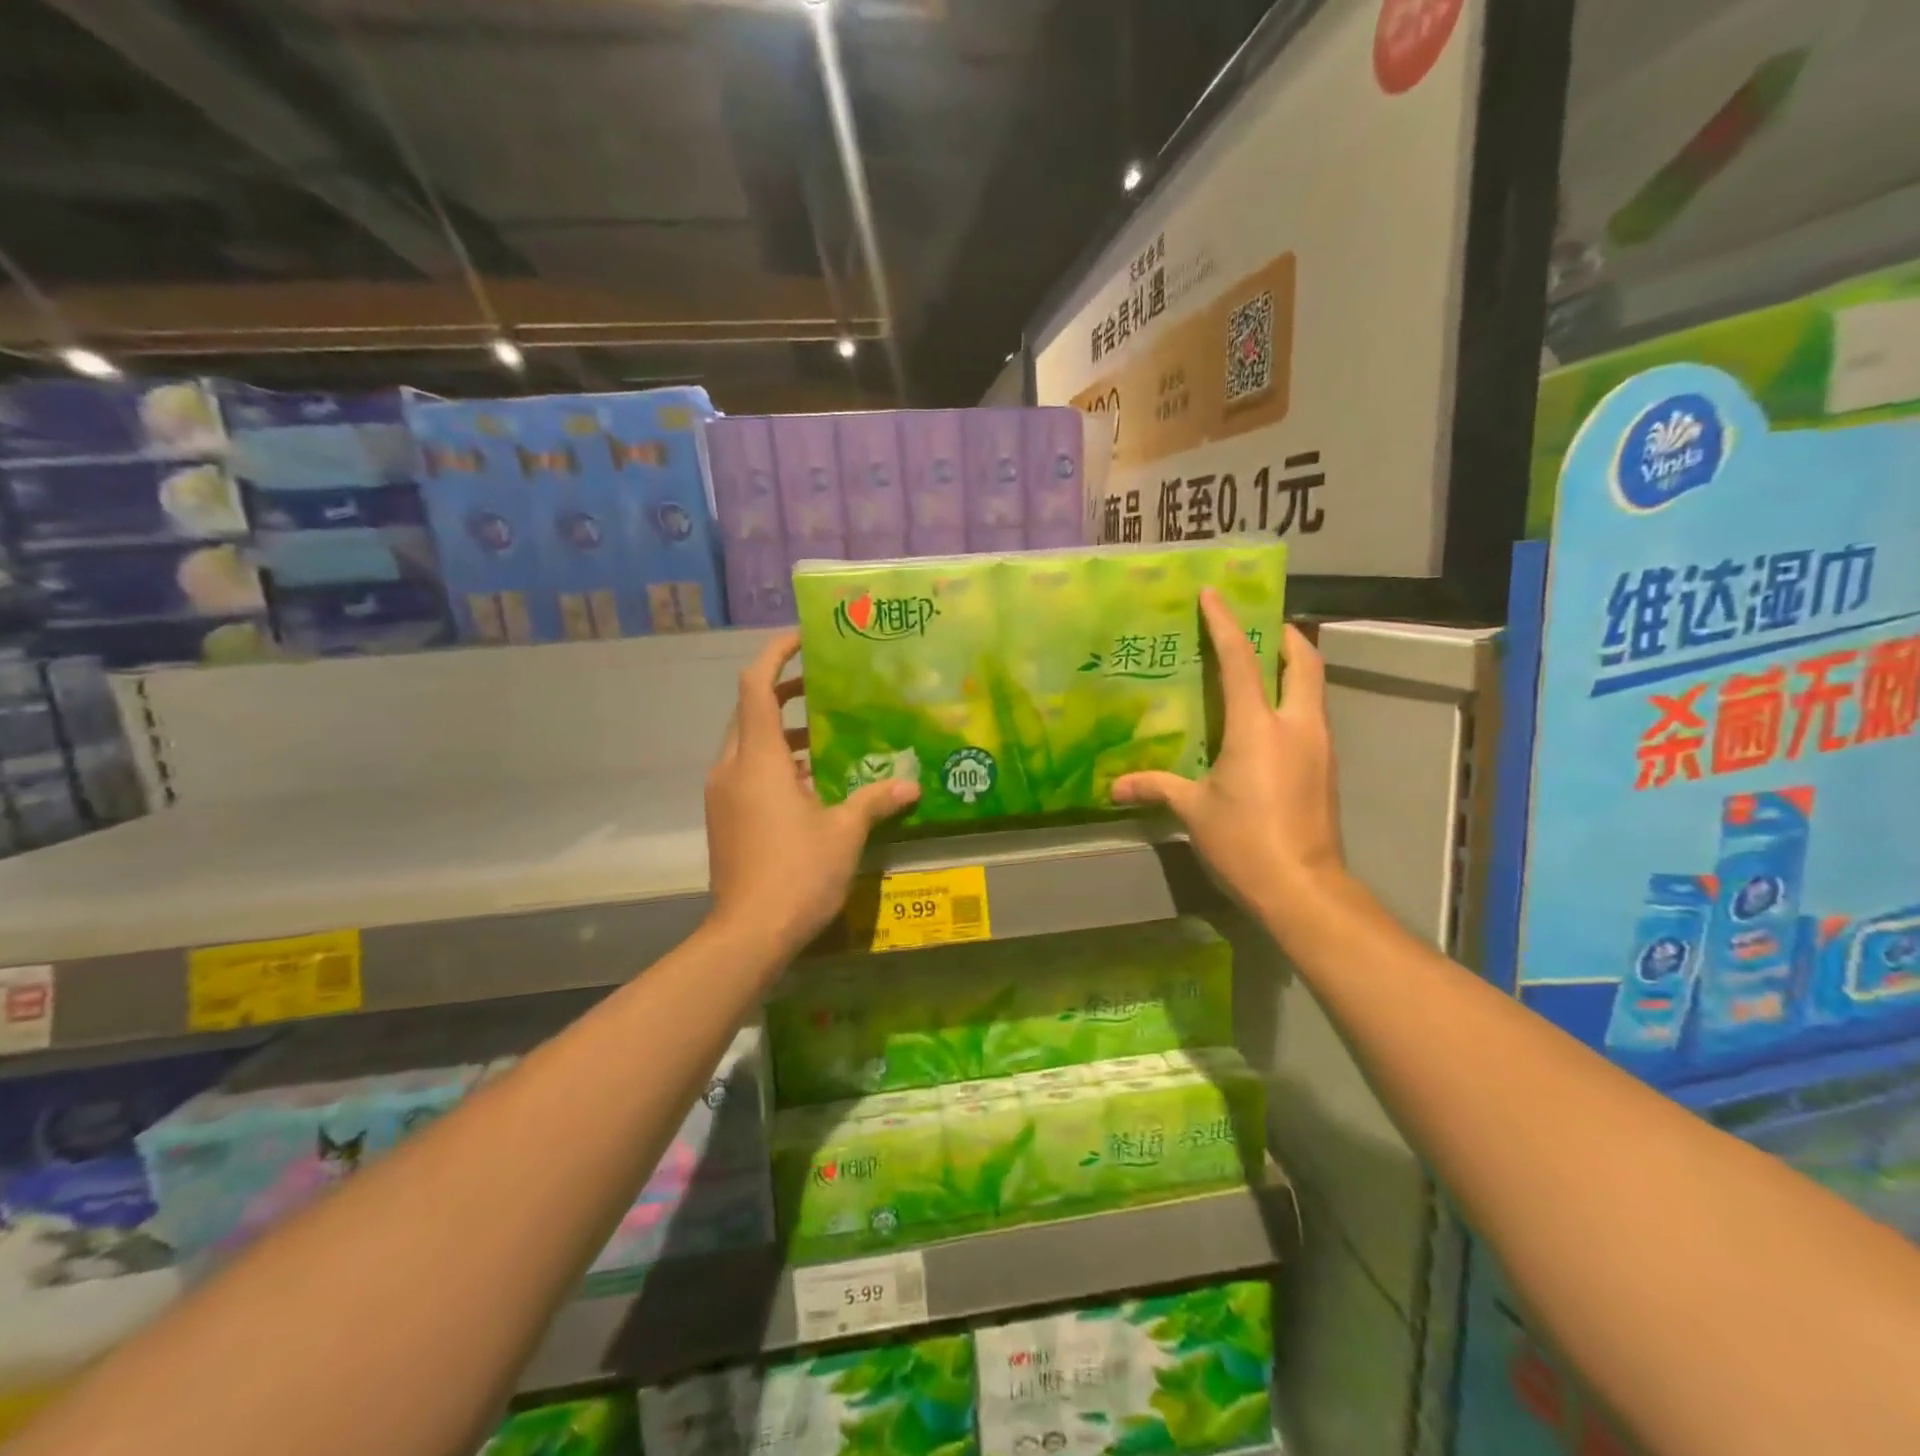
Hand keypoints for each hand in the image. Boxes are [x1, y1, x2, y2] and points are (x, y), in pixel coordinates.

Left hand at [705, 631, 918, 958]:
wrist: (747, 935)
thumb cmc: (797, 873)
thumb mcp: (844, 832)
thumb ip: (875, 800)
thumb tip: (912, 786)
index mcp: (758, 759)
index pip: (756, 685)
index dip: (776, 654)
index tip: (804, 639)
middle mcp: (732, 768)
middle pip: (750, 711)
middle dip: (784, 692)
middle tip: (825, 687)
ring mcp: (723, 795)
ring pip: (748, 744)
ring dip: (783, 731)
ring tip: (828, 733)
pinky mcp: (724, 819)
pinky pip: (747, 772)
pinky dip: (775, 763)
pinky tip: (812, 782)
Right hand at [1112, 591, 1344, 923]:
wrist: (1302, 887)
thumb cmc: (1244, 841)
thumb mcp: (1194, 811)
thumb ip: (1157, 788)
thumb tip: (1115, 786)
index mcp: (1258, 728)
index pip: (1240, 661)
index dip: (1225, 624)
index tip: (1214, 594)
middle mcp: (1297, 726)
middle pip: (1303, 661)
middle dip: (1283, 635)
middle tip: (1259, 626)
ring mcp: (1319, 746)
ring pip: (1314, 687)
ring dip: (1293, 667)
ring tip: (1263, 665)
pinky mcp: (1326, 768)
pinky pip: (1312, 715)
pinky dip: (1294, 700)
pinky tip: (1270, 719)